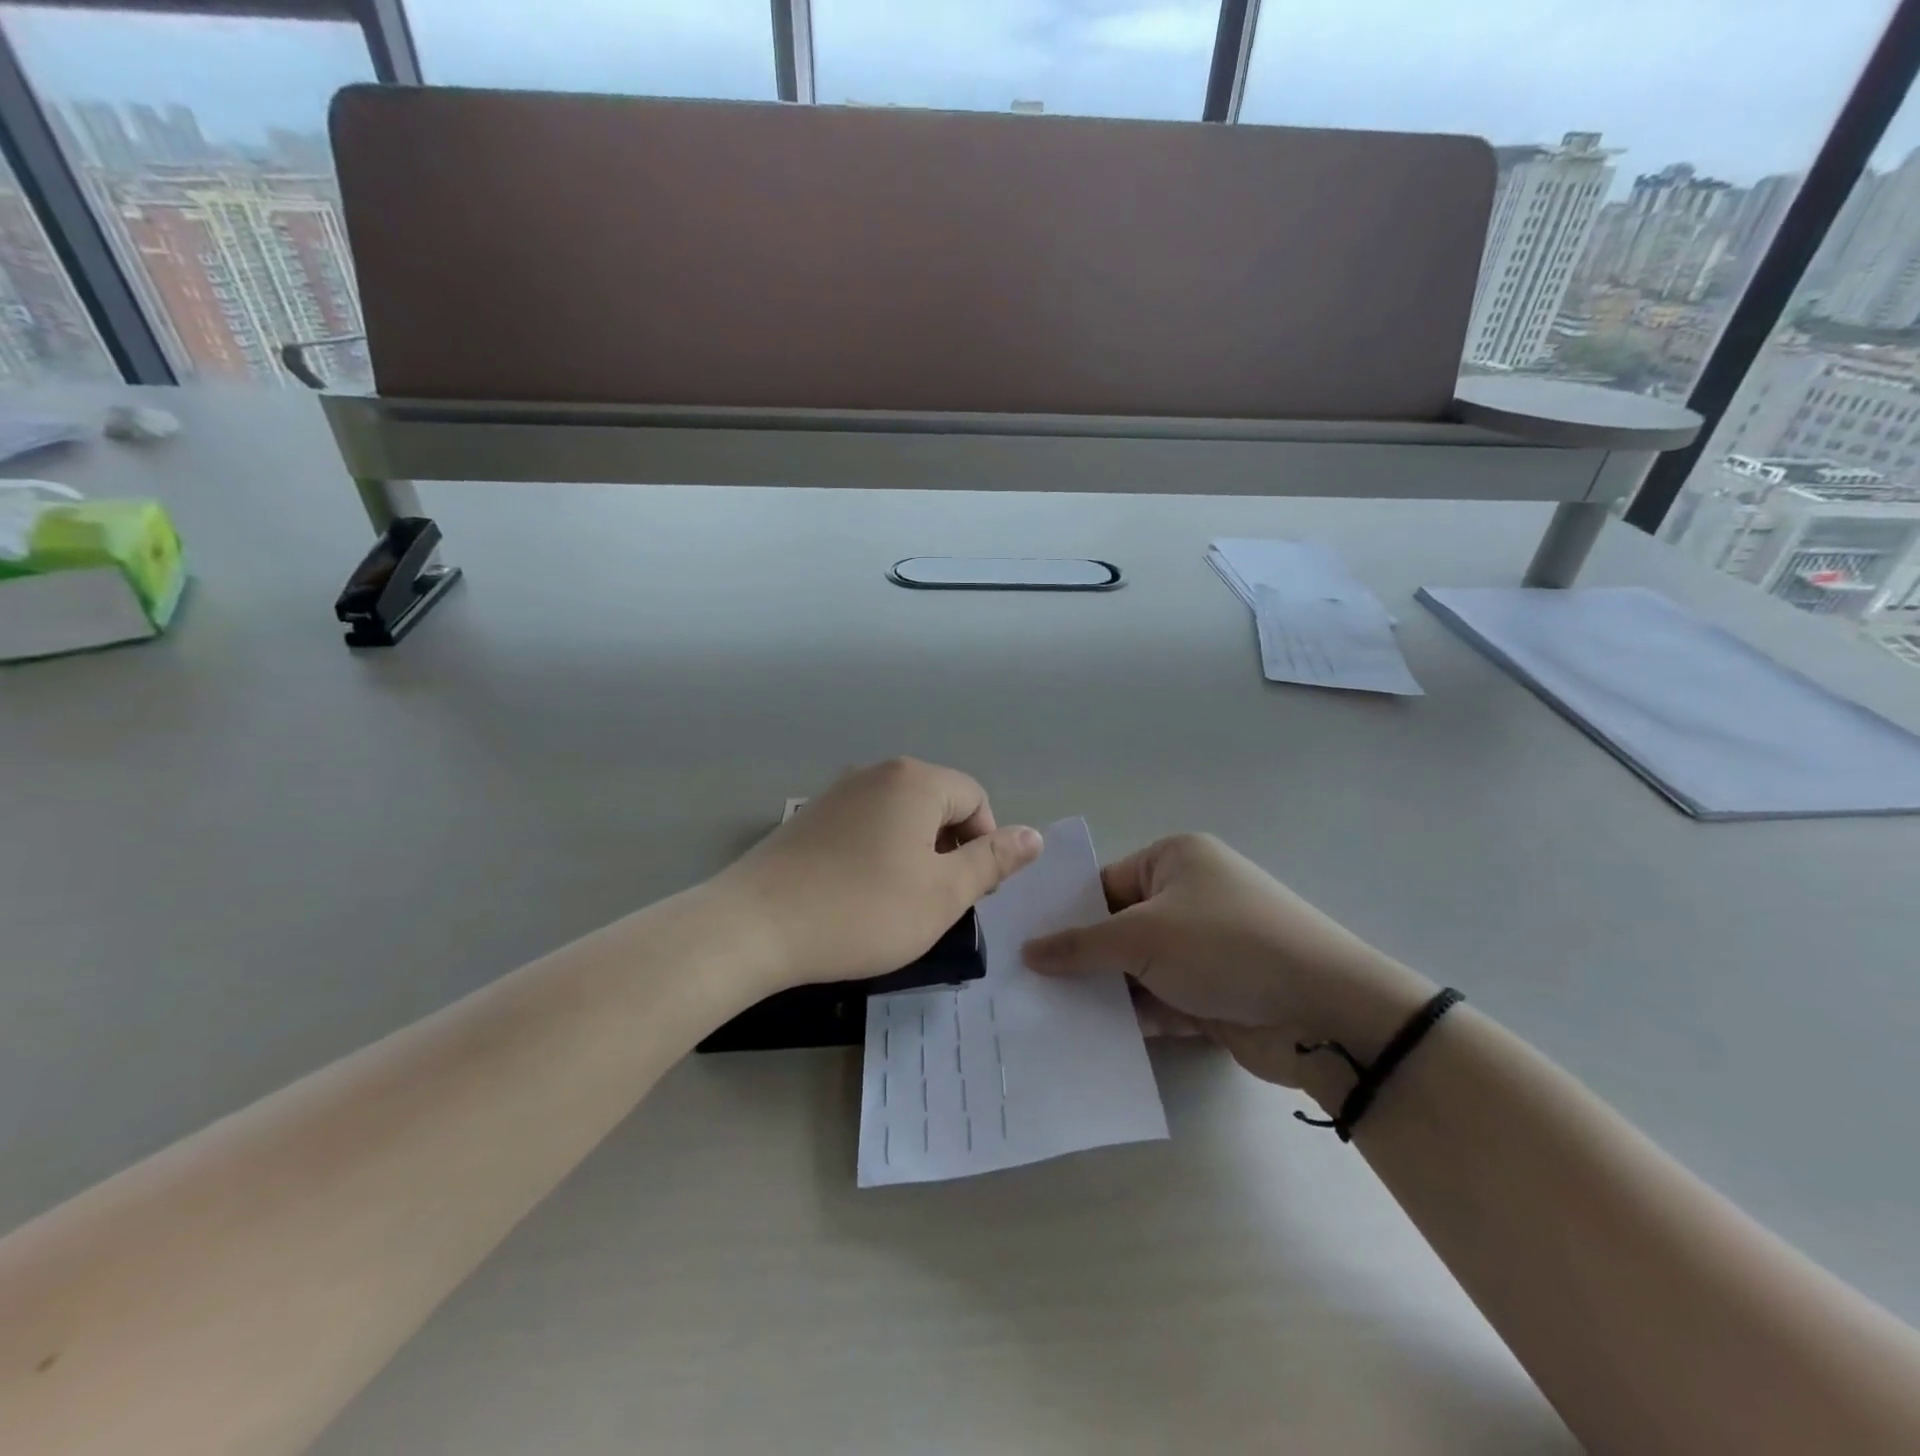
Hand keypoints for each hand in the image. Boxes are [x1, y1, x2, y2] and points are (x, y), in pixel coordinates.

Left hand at [714, 758, 1041, 991]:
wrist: (755, 926)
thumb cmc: (863, 910)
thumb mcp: (943, 894)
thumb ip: (993, 861)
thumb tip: (1033, 836)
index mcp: (915, 780)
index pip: (975, 798)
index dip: (984, 845)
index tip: (969, 892)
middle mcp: (877, 772)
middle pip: (937, 803)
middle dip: (949, 849)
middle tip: (936, 901)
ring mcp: (837, 791)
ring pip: (900, 817)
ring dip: (914, 854)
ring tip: (898, 902)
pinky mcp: (810, 817)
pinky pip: (864, 826)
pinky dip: (877, 854)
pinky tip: (858, 894)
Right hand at [1021, 833, 1432, 1089]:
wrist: (1323, 1012)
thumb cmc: (1224, 946)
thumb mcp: (1142, 936)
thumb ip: (1081, 946)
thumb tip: (1028, 951)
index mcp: (1175, 860)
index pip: (1105, 882)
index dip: (1065, 913)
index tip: (1023, 944)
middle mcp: (1189, 897)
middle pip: (1118, 927)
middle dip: (1080, 957)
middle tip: (1025, 983)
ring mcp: (1204, 949)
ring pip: (1137, 968)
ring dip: (1103, 991)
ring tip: (1044, 1014)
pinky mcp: (1214, 994)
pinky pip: (1159, 1000)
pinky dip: (1132, 1017)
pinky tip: (1088, 1038)